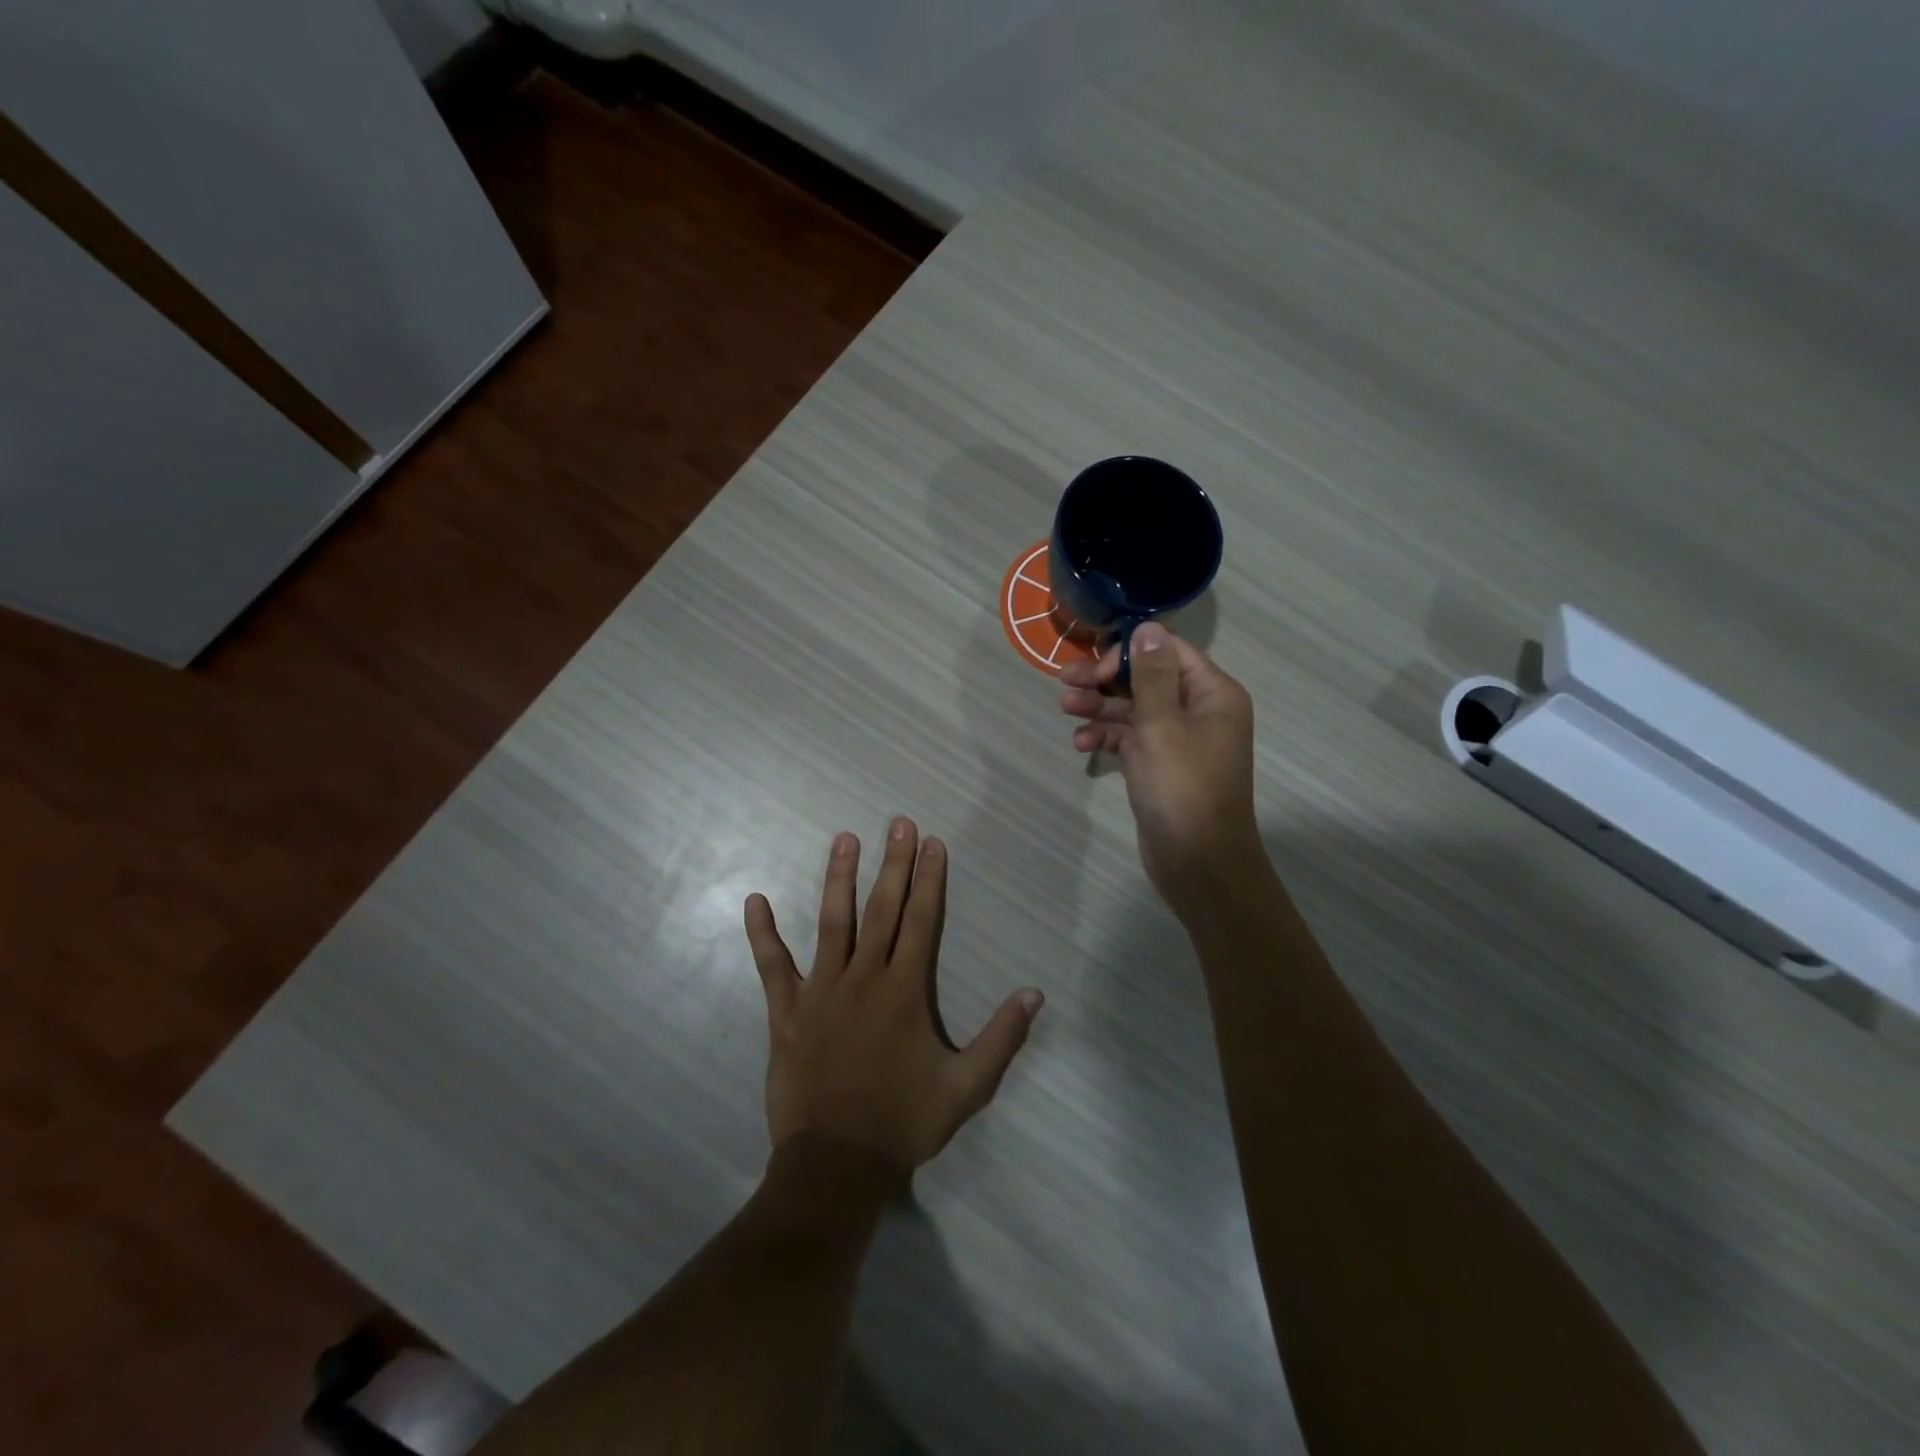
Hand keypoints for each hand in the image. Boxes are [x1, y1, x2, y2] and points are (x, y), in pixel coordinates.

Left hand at [743, 819, 1043, 1176]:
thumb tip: (1034, 993)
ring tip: (845, 839)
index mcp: (905, 990)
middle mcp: (864, 978)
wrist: (836, 1164)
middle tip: (898, 823)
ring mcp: (820, 991)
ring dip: (839, 879)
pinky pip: (772, 966)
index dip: (929, 879)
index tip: (932, 843)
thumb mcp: (967, 1087)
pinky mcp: (786, 1011)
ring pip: (831, 923)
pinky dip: (762, 934)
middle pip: (882, 909)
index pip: (922, 920)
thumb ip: (1002, 1038)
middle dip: (893, 864)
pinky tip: (754, 900)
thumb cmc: (904, 1122)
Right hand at [1060, 623, 1261, 919]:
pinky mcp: (1160, 766)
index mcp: (1212, 693)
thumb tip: (1147, 627)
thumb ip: (1151, 675)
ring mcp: (1179, 741)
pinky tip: (1081, 744)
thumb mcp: (1162, 725)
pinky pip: (1131, 740)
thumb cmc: (1182, 787)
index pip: (1168, 652)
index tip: (1095, 666)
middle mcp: (1199, 711)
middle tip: (1064, 682)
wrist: (1198, 862)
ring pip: (1134, 710)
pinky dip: (1107, 738)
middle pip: (1146, 680)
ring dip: (1099, 708)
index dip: (1129, 652)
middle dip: (1105, 680)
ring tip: (1065, 709)